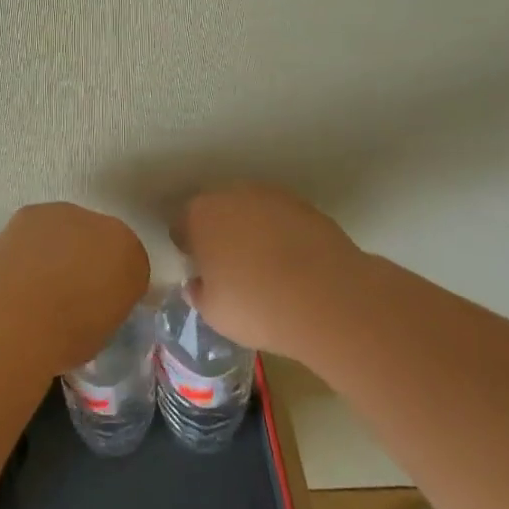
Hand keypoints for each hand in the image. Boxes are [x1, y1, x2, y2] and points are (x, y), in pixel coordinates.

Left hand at [0, 203, 149, 374]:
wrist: (17, 316)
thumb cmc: (67, 337)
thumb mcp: (102, 332)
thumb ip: (106, 306)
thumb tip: (92, 304)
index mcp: (132, 258)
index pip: (130, 267)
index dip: (112, 287)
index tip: (97, 306)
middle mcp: (106, 227)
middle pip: (99, 241)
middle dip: (87, 260)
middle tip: (66, 292)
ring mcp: (67, 214)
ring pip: (67, 230)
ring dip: (58, 249)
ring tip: (35, 282)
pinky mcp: (31, 211)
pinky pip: (37, 228)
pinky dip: (30, 245)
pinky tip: (16, 269)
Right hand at [172, 185, 366, 356]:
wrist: (327, 298)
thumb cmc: (256, 306)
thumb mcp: (214, 313)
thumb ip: (199, 293)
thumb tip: (198, 285)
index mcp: (200, 216)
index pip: (181, 225)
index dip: (188, 248)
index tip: (199, 270)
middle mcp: (232, 195)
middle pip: (217, 211)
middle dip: (219, 233)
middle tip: (230, 267)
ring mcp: (272, 196)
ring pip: (251, 211)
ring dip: (252, 231)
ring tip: (266, 266)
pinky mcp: (306, 206)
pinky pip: (282, 219)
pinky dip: (282, 234)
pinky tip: (293, 264)